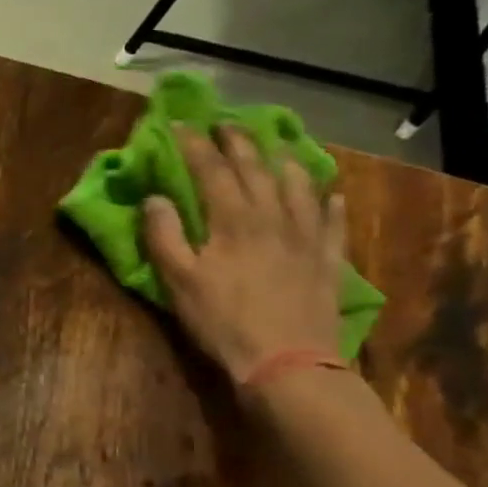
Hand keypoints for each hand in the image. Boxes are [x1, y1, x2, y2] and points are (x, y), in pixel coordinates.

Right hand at [142, 124, 346, 383]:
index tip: (179, 124)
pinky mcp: (328, 260)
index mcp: (232, 218)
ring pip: (299, 185)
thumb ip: (163, 235)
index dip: (193, 144)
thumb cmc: (222, 321)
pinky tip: (330, 194)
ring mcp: (306, 236)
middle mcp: (273, 215)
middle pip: (256, 167)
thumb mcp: (178, 281)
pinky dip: (329, 202)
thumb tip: (154, 198)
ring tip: (277, 148)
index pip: (210, 169)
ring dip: (284, 161)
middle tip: (225, 124)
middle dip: (238, 142)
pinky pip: (333, 221)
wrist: (287, 362)